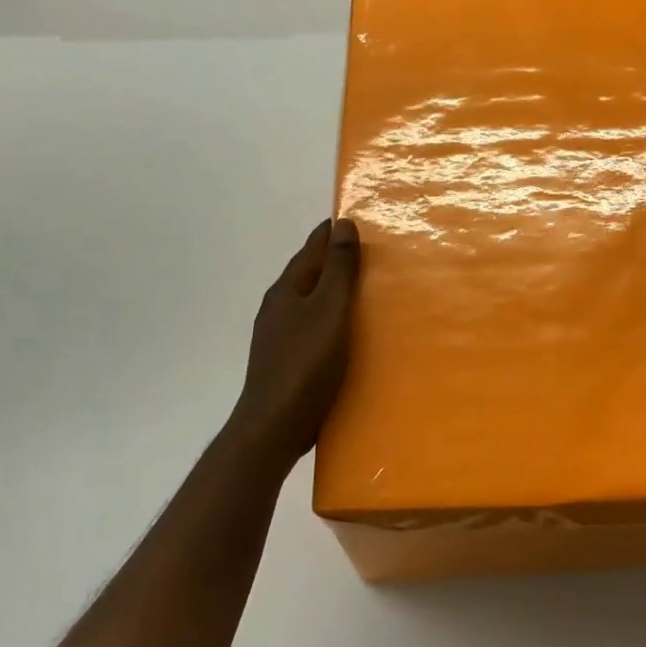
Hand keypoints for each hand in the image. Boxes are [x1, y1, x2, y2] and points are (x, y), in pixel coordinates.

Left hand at [224, 218, 360, 474]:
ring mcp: (279, 335)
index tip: (358, 220)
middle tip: (371, 253)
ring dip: (333, 291)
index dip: (333, 232)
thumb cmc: (306, 363)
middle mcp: (279, 306)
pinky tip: (346, 331)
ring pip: (310, 301)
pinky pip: (312, 326)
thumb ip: (339, 269)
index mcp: (288, 288)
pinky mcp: (286, 360)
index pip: (312, 247)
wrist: (274, 425)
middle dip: (335, 260)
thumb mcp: (330, 309)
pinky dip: (331, 318)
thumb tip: (343, 224)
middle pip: (309, 272)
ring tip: (365, 290)